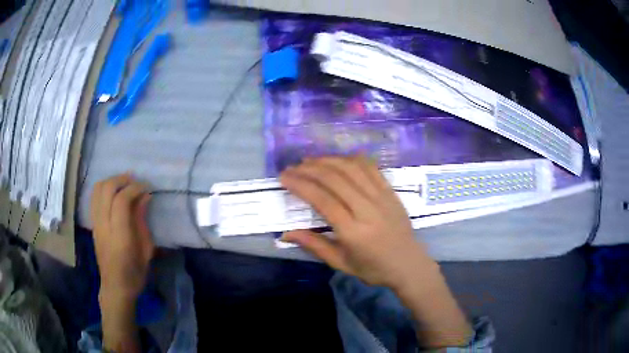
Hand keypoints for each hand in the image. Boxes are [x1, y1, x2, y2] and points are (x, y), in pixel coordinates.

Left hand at [90, 174, 153, 300]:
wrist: (115, 288)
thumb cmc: (135, 274)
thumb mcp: (146, 251)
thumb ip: (142, 221)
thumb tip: (145, 196)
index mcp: (120, 236)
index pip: (122, 200)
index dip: (135, 188)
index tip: (147, 187)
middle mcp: (104, 226)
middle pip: (106, 189)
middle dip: (121, 179)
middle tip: (135, 181)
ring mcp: (95, 224)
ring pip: (97, 190)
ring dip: (111, 181)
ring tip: (124, 184)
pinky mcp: (92, 224)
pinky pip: (94, 198)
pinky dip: (104, 189)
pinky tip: (114, 193)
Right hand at [281, 157, 471, 347]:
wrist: (409, 264)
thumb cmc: (373, 269)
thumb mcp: (341, 263)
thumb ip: (314, 245)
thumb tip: (285, 233)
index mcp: (353, 231)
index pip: (322, 200)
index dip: (301, 185)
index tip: (284, 177)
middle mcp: (367, 209)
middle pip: (335, 179)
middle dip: (309, 169)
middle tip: (292, 168)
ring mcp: (382, 197)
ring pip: (351, 168)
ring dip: (328, 160)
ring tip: (310, 161)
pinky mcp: (390, 191)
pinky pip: (370, 167)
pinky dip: (351, 159)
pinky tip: (338, 159)